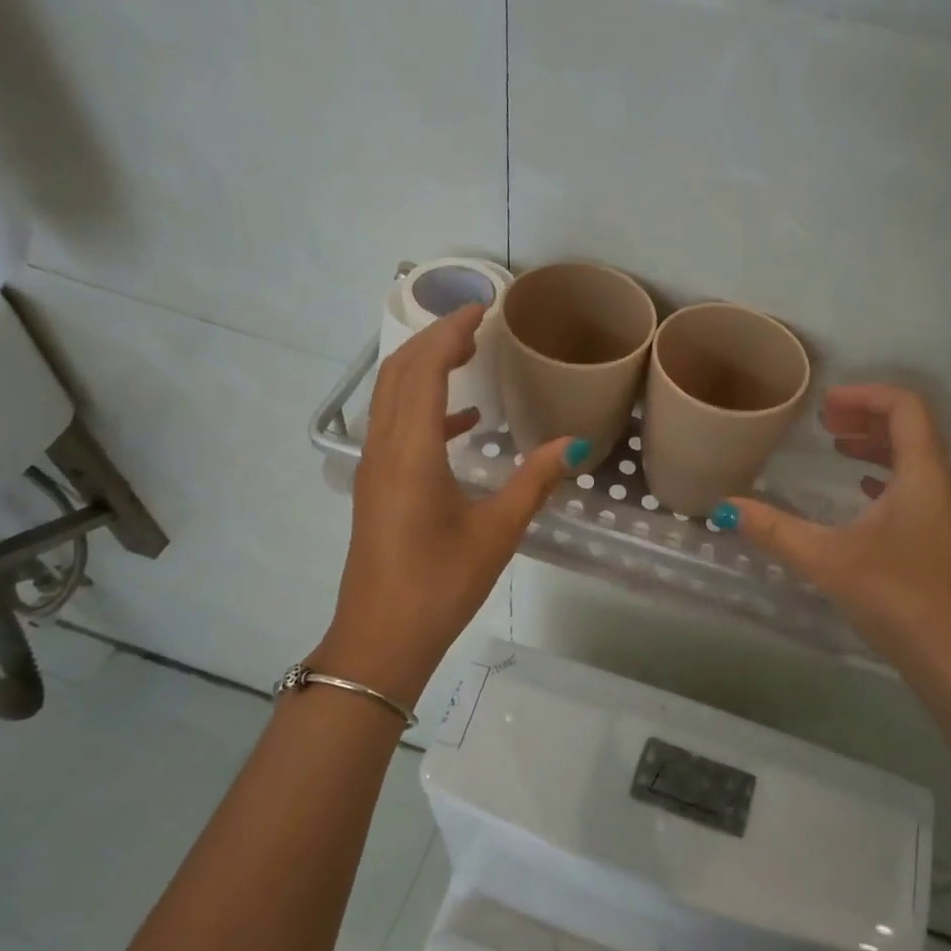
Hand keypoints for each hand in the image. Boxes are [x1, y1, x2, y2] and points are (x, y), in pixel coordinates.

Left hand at [318, 305, 584, 702]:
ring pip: (391, 397)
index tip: (481, 309)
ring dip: (424, 369)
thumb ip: (534, 481)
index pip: (423, 369)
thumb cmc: (439, 585)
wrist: (381, 641)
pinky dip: (425, 410)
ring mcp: (374, 468)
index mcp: (410, 452)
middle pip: (398, 373)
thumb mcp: (496, 532)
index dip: (449, 331)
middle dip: (433, 340)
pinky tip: (464, 424)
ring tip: (468, 358)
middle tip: (476, 326)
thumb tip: (576, 446)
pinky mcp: (376, 487)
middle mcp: (383, 449)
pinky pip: (395, 427)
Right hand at [717, 384, 950, 683]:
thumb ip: (774, 530)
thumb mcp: (826, 558)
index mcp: (923, 475)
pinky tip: (860, 495)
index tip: (825, 404)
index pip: (905, 408)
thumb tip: (725, 508)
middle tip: (825, 423)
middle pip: (911, 430)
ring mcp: (948, 515)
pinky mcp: (944, 541)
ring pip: (915, 461)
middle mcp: (942, 486)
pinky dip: (886, 479)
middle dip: (867, 418)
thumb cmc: (895, 596)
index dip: (865, 395)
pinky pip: (917, 489)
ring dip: (877, 447)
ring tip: (838, 449)